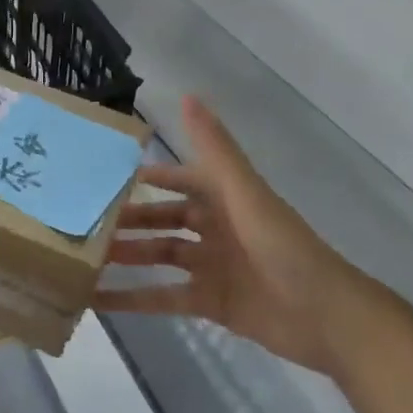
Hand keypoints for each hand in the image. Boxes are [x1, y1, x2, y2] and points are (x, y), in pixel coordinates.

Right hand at [93, 97, 364, 374]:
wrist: (327, 317)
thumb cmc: (284, 247)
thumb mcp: (245, 193)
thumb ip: (215, 149)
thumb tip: (188, 95)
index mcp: (226, 199)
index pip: (180, 179)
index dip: (151, 176)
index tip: (109, 175)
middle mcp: (216, 228)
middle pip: (164, 219)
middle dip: (130, 219)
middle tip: (87, 221)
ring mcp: (213, 266)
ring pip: (160, 255)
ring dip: (127, 256)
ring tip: (85, 258)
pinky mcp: (211, 303)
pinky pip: (164, 297)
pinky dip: (134, 299)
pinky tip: (100, 301)